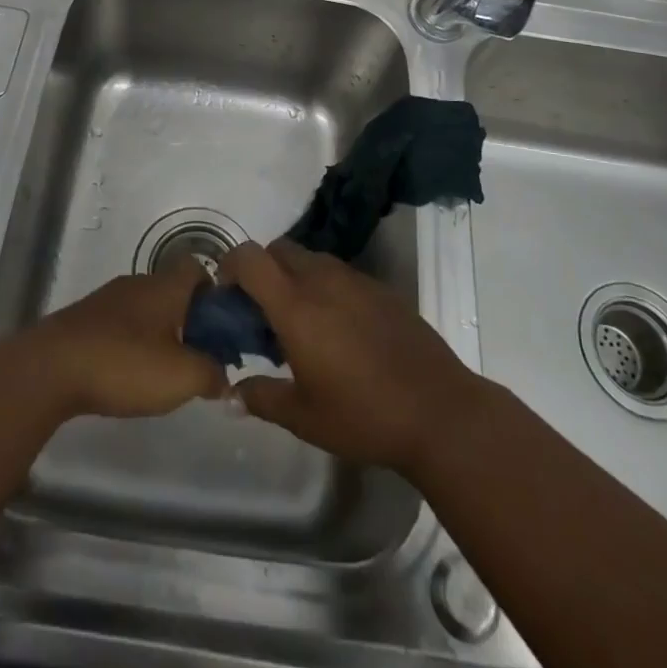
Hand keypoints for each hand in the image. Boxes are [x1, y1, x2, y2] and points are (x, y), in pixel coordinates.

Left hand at [28, 263, 228, 419]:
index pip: (197, 268)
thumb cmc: (124, 363)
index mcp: (165, 286)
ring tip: (161, 373)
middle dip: (187, 320)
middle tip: (195, 358)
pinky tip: (126, 375)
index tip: (219, 328)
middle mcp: (138, 283)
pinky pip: (119, 324)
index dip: (213, 293)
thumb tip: (225, 375)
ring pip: (145, 308)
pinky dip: (129, 344)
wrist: (50, 368)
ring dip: (157, 333)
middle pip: (172, 290)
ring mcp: (107, 299)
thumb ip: (212, 374)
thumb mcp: (181, 377)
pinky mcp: (83, 320)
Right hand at [220, 242, 489, 476]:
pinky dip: (326, 288)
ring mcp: (355, 280)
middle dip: (262, 270)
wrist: (439, 412)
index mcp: (295, 306)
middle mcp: (322, 280)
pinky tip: (338, 330)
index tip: (227, 295)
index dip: (230, 266)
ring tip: (300, 322)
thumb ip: (261, 398)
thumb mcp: (303, 417)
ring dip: (294, 277)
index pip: (250, 258)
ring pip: (311, 259)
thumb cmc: (363, 416)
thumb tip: (231, 393)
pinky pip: (340, 274)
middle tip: (261, 312)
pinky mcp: (381, 289)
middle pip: (279, 250)